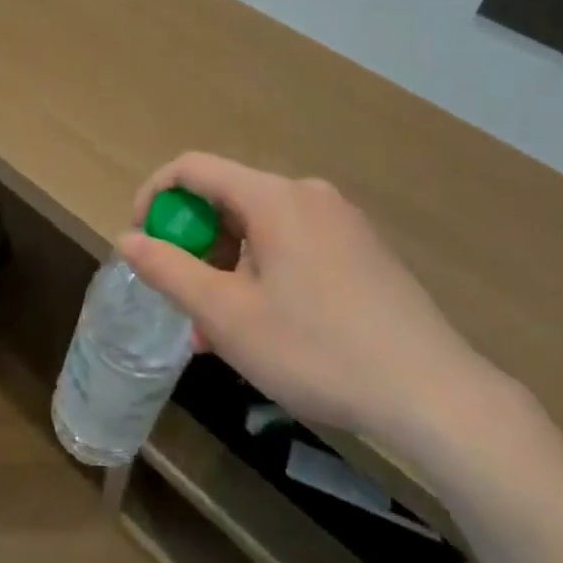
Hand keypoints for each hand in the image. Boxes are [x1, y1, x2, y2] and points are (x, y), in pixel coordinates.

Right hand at [119, 154, 500, 460]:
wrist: (435, 394)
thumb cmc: (318, 349)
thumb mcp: (228, 316)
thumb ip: (169, 271)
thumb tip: (127, 240)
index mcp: (273, 197)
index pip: (193, 169)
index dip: (155, 196)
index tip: (140, 241)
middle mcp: (308, 194)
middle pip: (229, 200)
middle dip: (195, 246)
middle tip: (185, 303)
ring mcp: (342, 220)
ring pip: (261, 228)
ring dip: (229, 268)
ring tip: (223, 331)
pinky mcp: (363, 249)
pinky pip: (295, 244)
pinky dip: (265, 272)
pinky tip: (270, 327)